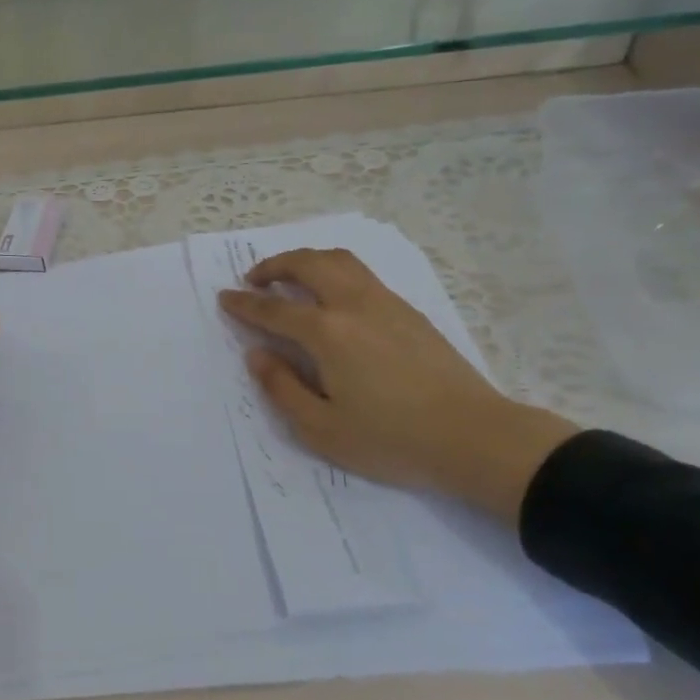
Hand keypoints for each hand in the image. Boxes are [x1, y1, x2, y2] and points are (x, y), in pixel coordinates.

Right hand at [218, 248, 576, 524]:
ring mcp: (387, 304)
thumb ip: (281, 388)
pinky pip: (362, 275)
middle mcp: (354, 305)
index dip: (245, 303)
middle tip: (254, 279)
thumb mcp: (322, 428)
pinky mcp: (410, 312)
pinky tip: (332, 296)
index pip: (274, 308)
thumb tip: (257, 354)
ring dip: (307, 260)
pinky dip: (334, 271)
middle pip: (309, 264)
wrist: (475, 437)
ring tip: (290, 277)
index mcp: (328, 333)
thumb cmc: (392, 439)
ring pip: (340, 261)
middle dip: (275, 265)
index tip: (224, 297)